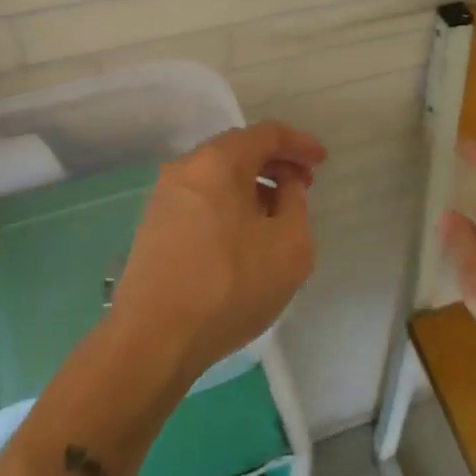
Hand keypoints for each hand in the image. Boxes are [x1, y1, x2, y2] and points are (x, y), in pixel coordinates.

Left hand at [111, 121, 327, 385]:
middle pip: (239, 150)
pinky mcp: (153, 227)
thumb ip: (296, 203)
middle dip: (276, 163)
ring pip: (218, 176)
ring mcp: (163, 198)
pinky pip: (202, 199)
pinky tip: (244, 236)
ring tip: (277, 214)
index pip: (266, 134)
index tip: (322, 162)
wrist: (153, 341)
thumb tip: (284, 185)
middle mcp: (185, 169)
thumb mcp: (290, 245)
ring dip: (252, 185)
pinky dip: (229, 203)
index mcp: (218, 162)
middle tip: (303, 186)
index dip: (300, 144)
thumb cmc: (230, 286)